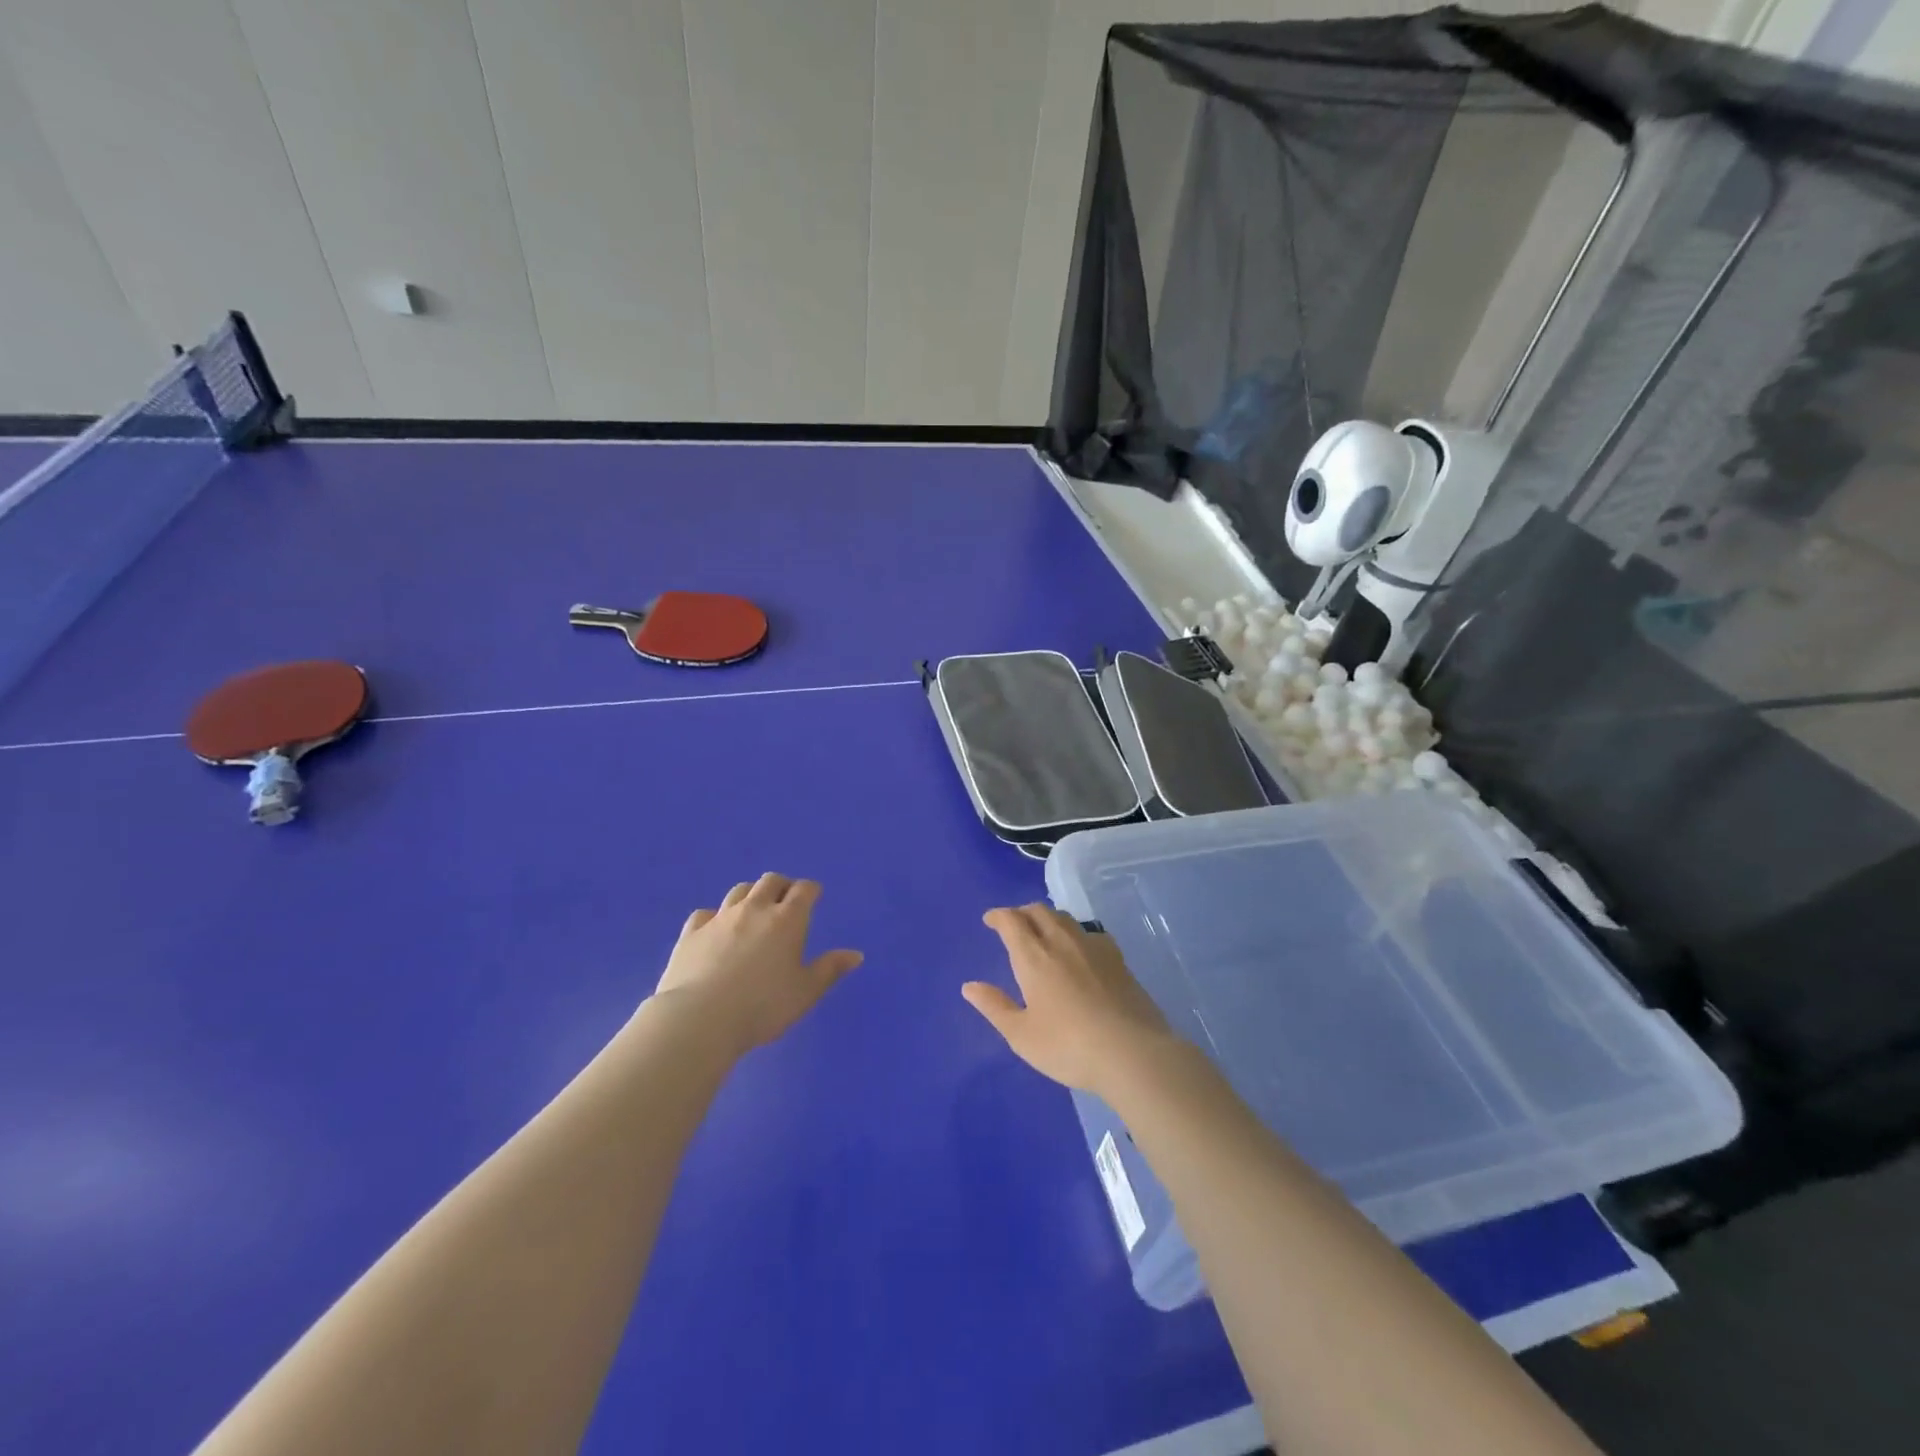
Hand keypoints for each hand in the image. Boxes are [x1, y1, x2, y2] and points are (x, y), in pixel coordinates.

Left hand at [654, 874, 862, 1055]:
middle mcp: (755, 909)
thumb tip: (856, 954)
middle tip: (786, 900)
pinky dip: (715, 917)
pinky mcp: (692, 932)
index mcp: (788, 920)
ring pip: (738, 891)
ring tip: (754, 910)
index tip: (814, 896)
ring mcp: (720, 918)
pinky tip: (715, 929)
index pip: (804, 890)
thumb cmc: (763, 1006)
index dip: (811, 890)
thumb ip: (830, 970)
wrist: (701, 1018)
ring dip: (750, 895)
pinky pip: (705, 913)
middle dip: (782, 886)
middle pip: (770, 881)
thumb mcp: (806, 992)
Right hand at [963, 905, 1177, 1096]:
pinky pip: (1090, 932)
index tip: (990, 920)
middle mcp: (1061, 942)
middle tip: (1014, 925)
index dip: (998, 916)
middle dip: (1022, 912)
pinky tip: (1080, 950)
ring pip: (1065, 918)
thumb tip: (969, 986)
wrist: (1132, 1052)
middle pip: (1039, 911)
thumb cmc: (1068, 1046)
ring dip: (1048, 918)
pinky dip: (1075, 933)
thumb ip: (995, 1007)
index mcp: (1033, 957)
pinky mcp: (1117, 958)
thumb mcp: (1022, 1035)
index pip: (1012, 921)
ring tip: (1043, 933)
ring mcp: (1093, 946)